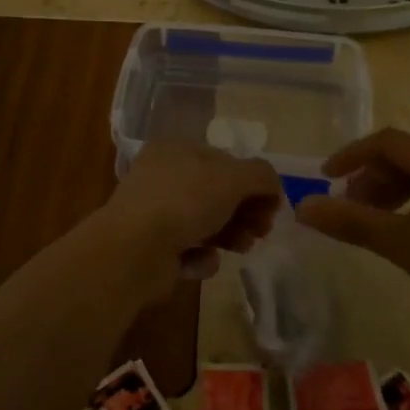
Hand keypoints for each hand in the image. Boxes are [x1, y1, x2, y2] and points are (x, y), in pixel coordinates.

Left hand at [101, 142, 281, 291]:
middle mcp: (162, 176)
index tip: (273, 206)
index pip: (224, 160)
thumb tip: (274, 186)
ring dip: (231, 235)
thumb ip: (261, 175)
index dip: (253, 182)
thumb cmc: (184, 202)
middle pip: (217, 193)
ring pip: (206, 223)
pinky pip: (189, 251)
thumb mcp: (232, 178)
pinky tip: (200, 260)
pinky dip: (201, 257)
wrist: (134, 251)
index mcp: (175, 149)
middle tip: (262, 230)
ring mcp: (155, 213)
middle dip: (245, 212)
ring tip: (241, 247)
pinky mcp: (153, 249)